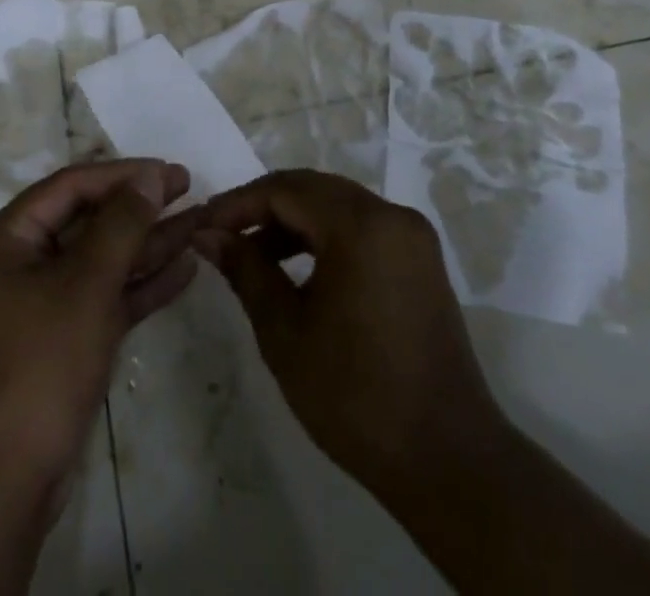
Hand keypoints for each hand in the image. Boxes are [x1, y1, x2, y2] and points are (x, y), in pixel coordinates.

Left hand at [0, 160, 199, 503]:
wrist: (4, 482)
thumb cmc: (40, 363)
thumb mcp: (85, 284)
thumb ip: (121, 224)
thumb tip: (149, 175)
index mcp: (8, 239)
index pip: (71, 187)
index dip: (122, 174)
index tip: (168, 171)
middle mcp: (22, 263)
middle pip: (88, 220)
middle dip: (139, 207)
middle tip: (188, 188)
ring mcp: (43, 304)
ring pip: (102, 259)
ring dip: (148, 244)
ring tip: (198, 223)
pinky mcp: (64, 340)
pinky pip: (106, 297)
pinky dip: (141, 285)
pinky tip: (184, 269)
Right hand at [193, 169, 505, 503]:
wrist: (449, 461)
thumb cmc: (356, 397)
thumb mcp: (285, 333)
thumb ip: (245, 270)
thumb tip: (207, 234)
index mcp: (361, 226)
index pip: (284, 190)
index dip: (237, 204)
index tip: (201, 225)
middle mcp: (391, 215)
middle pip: (312, 189)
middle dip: (262, 207)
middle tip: (221, 234)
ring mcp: (411, 236)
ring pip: (337, 205)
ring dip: (292, 222)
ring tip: (252, 255)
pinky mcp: (420, 260)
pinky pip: (361, 227)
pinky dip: (324, 237)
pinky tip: (297, 269)